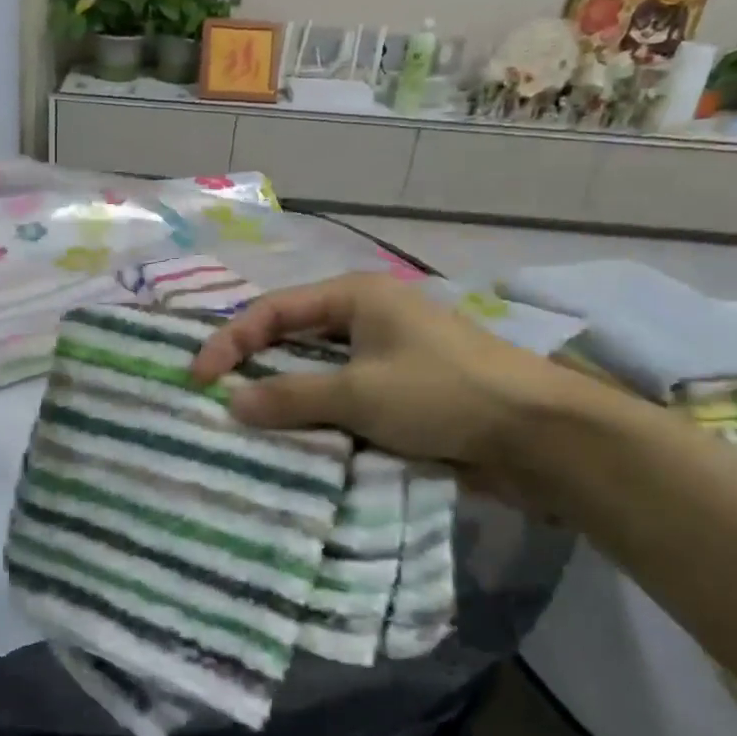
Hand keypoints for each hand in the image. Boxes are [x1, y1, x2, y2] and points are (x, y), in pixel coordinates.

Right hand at [189, 274, 599, 480]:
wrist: (538, 435)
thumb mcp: (358, 393)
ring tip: (246, 423)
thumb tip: (231, 403)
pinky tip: (294, 439)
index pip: (273, 310)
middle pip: (292, 337)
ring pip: (316, 372)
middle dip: (253, 366)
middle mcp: (366, 317)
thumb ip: (290, 395)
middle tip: (214, 398)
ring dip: (284, 396)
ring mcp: (385, 355)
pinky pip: (342, 398)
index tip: (198, 378)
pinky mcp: (400, 391)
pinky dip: (316, 415)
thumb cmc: (442, 394)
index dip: (230, 340)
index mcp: (355, 295)